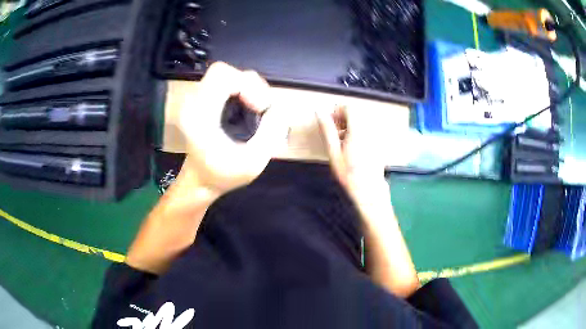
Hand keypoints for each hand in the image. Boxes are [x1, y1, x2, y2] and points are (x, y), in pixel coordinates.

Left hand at [178, 62, 287, 194]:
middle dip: (249, 84)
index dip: (247, 84)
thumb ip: (270, 134)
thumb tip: (279, 109)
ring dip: (245, 86)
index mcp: (201, 116)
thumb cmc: (223, 175)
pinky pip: (222, 83)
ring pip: (224, 75)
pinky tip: (247, 106)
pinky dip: (239, 89)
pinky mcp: (199, 102)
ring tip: (257, 107)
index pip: (221, 76)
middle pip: (223, 71)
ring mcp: (194, 101)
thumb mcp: (253, 163)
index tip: (259, 107)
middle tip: (261, 106)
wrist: (199, 181)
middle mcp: (193, 103)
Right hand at [316, 106, 386, 193]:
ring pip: (362, 121)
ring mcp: (376, 135)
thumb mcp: (334, 152)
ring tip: (342, 140)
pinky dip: (359, 132)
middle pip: (357, 113)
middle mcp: (370, 129)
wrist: (369, 189)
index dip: (337, 111)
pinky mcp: (379, 142)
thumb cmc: (349, 173)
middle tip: (335, 132)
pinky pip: (368, 129)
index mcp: (358, 129)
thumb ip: (327, 130)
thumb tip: (319, 111)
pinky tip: (353, 146)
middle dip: (344, 118)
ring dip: (351, 125)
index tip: (330, 122)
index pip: (349, 108)